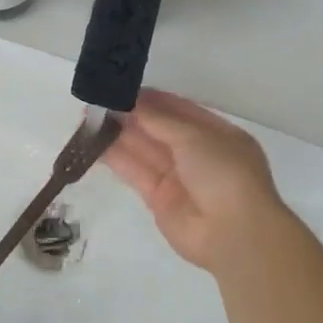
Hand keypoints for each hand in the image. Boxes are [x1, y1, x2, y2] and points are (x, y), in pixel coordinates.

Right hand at [102, 89, 290, 270]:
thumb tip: (131, 102)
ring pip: (143, 150)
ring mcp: (178, 177)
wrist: (234, 234)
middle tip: (97, 101)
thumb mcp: (195, 136)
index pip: (178, 110)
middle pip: (158, 129)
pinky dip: (116, 158)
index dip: (150, 99)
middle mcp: (197, 154)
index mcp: (216, 134)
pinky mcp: (159, 199)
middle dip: (130, 115)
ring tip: (89, 118)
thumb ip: (159, 119)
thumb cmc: (223, 173)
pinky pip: (135, 172)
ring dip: (118, 134)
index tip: (120, 89)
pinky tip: (93, 143)